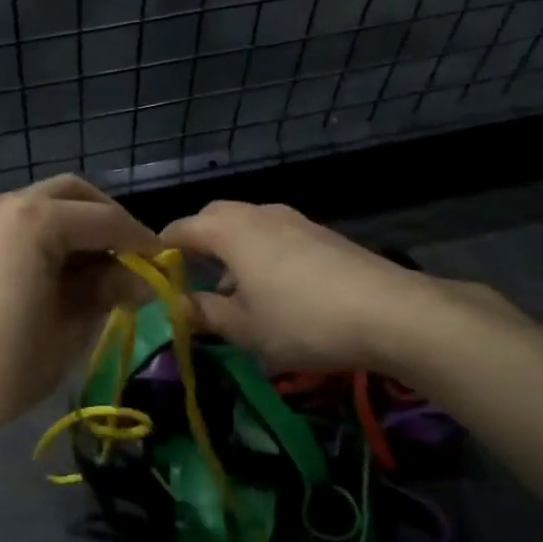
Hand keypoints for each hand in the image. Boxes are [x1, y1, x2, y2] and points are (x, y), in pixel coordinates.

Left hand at [0, 176, 162, 445]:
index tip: (164, 265)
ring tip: (99, 270)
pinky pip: (18, 221)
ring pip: (43, 203)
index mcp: (35, 220)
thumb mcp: (66, 333)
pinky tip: (59, 273)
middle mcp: (6, 203)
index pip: (106, 221)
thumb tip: (141, 278)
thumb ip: (107, 294)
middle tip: (132, 258)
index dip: (142, 242)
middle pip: (73, 194)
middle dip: (108, 220)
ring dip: (76, 226)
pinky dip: (46, 235)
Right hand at [160, 200, 513, 377]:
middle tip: (189, 280)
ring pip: (247, 227)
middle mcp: (259, 214)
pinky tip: (273, 292)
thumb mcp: (244, 328)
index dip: (160, 250)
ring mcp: (294, 220)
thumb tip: (177, 307)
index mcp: (230, 230)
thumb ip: (204, 314)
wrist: (391, 312)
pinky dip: (260, 255)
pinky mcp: (321, 234)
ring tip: (231, 293)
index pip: (180, 228)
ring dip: (230, 252)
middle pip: (214, 218)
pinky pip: (274, 236)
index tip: (151, 275)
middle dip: (197, 245)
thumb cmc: (302, 320)